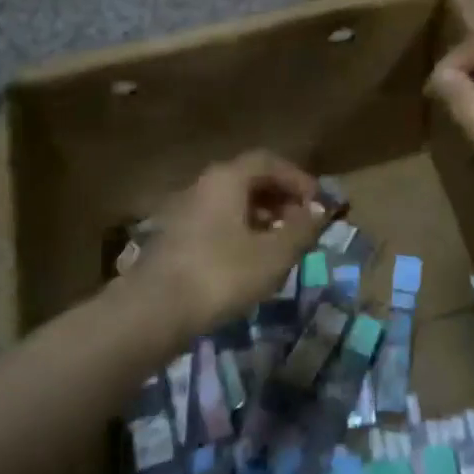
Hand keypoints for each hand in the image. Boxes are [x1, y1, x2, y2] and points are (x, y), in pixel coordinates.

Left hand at [135, 151, 324, 337]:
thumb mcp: (273, 255)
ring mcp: (185, 210)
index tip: (318, 203)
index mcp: (227, 178)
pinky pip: (216, 222)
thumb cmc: (220, 275)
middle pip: (249, 179)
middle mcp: (204, 185)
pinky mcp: (175, 238)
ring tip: (281, 245)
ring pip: (232, 202)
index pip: (268, 161)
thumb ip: (301, 229)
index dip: (298, 178)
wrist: (152, 312)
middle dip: (281, 198)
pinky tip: (249, 261)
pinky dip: (240, 232)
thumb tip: (321, 210)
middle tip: (302, 224)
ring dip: (261, 217)